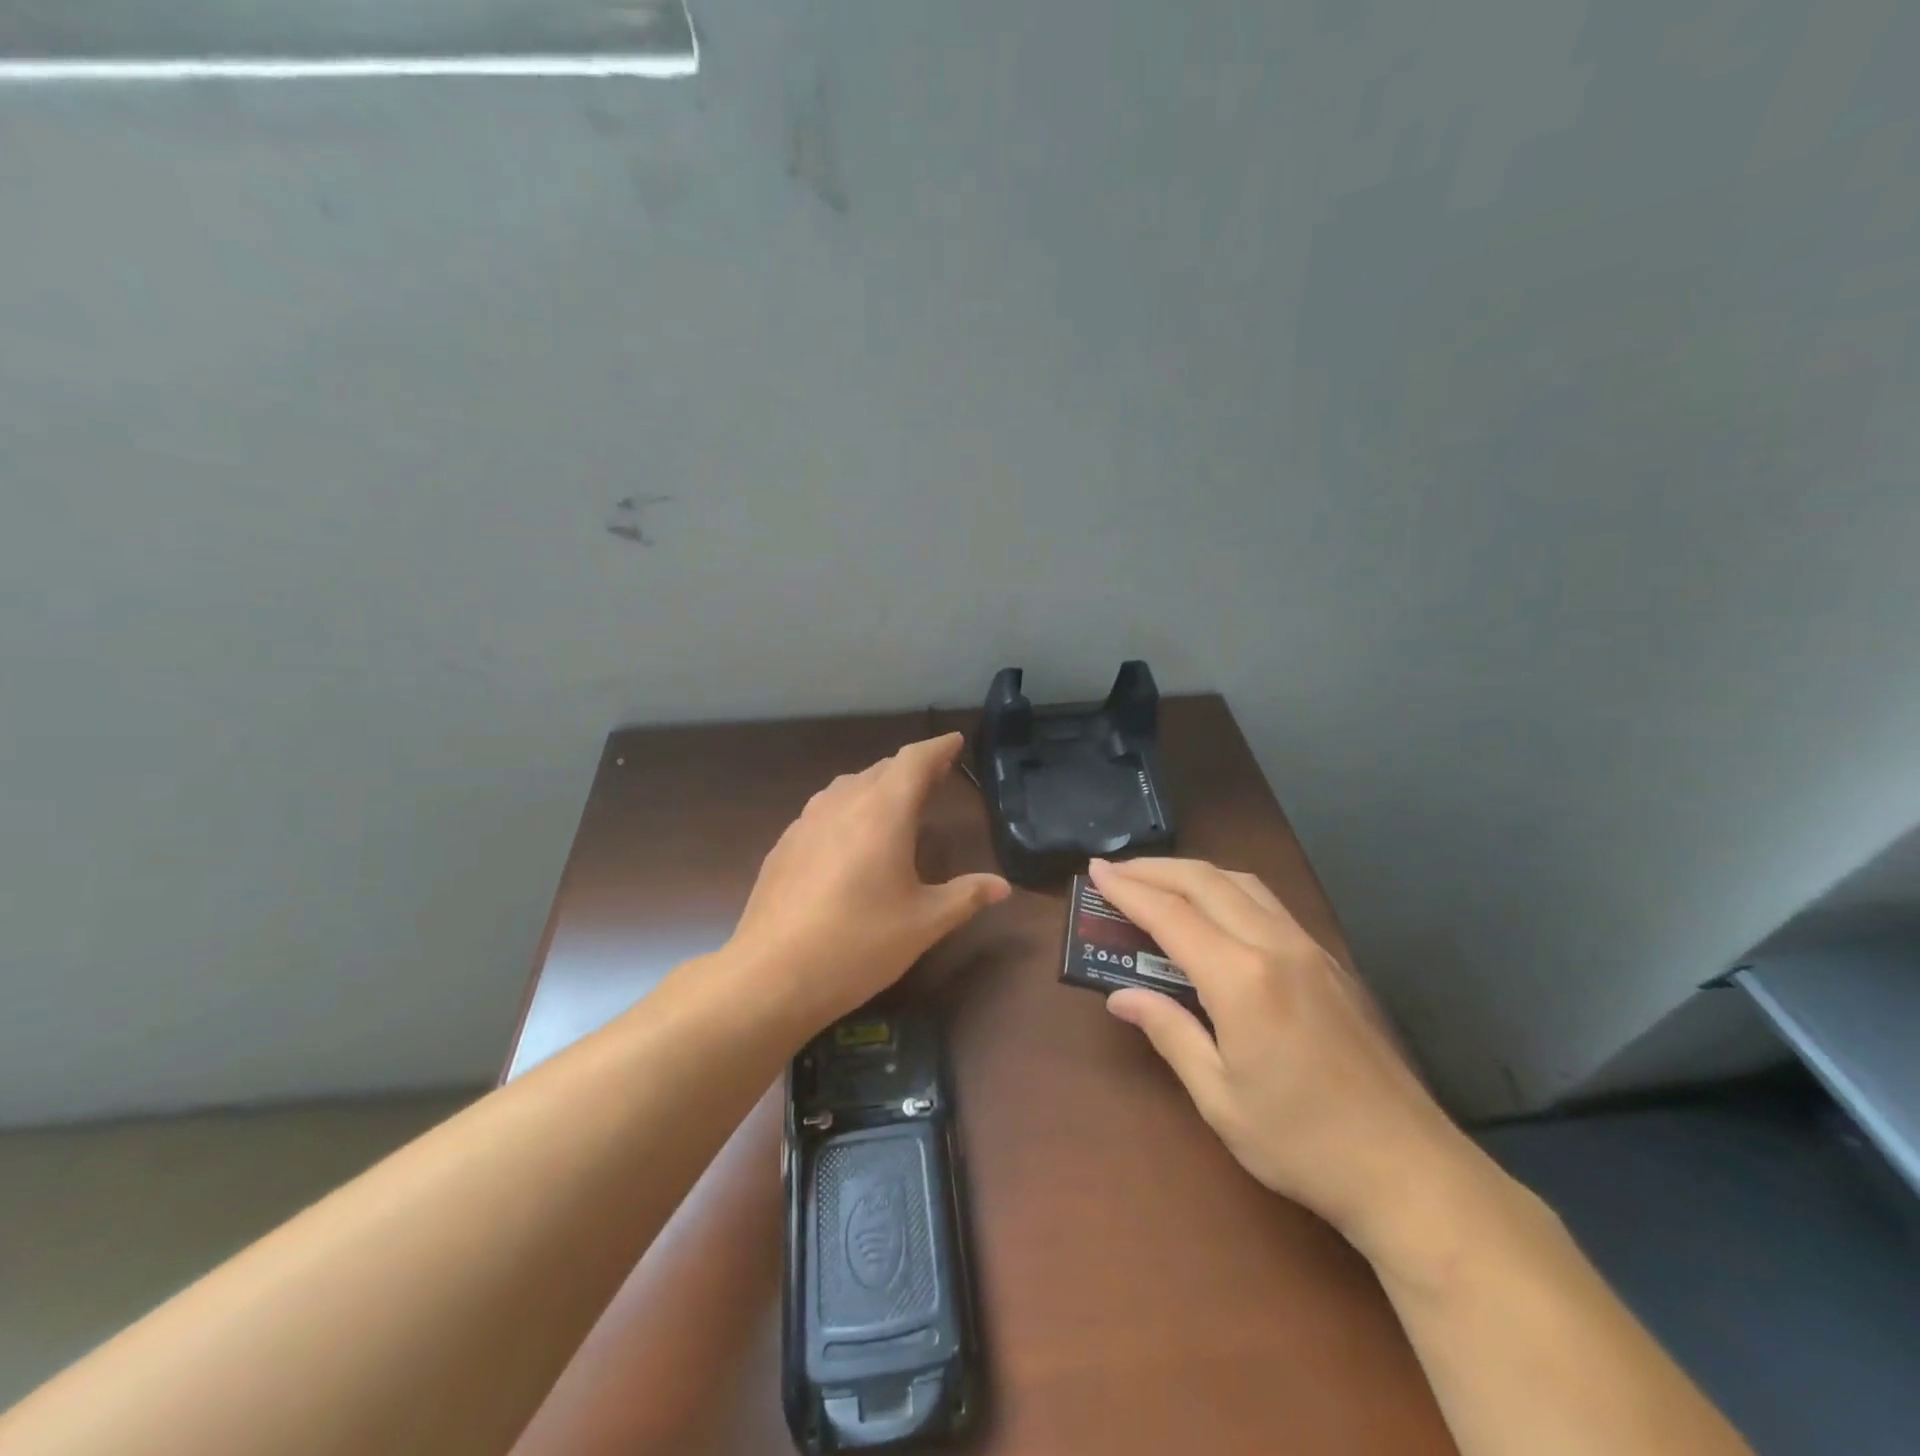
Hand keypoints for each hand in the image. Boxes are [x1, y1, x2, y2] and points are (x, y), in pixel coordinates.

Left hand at [728, 734, 1010, 1029]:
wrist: (772, 974)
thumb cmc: (859, 943)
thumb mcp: (924, 923)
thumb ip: (965, 896)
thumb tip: (1002, 887)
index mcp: (884, 811)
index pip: (914, 760)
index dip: (937, 748)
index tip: (954, 742)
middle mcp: (843, 803)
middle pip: (882, 769)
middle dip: (911, 768)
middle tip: (936, 776)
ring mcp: (807, 821)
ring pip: (850, 786)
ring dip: (877, 786)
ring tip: (896, 802)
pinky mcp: (785, 844)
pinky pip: (825, 809)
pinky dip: (849, 809)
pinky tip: (850, 838)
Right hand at [1089, 857, 1490, 1266]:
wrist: (1410, 1170)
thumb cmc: (1302, 1143)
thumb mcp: (1220, 1098)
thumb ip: (1170, 1033)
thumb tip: (1122, 997)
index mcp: (1243, 979)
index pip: (1171, 916)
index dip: (1128, 890)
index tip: (1095, 871)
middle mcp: (1277, 946)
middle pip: (1206, 882)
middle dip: (1155, 869)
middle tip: (1115, 870)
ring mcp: (1310, 950)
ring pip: (1243, 884)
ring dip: (1194, 873)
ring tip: (1158, 882)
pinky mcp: (1330, 962)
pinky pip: (1268, 904)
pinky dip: (1228, 890)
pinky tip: (1215, 911)